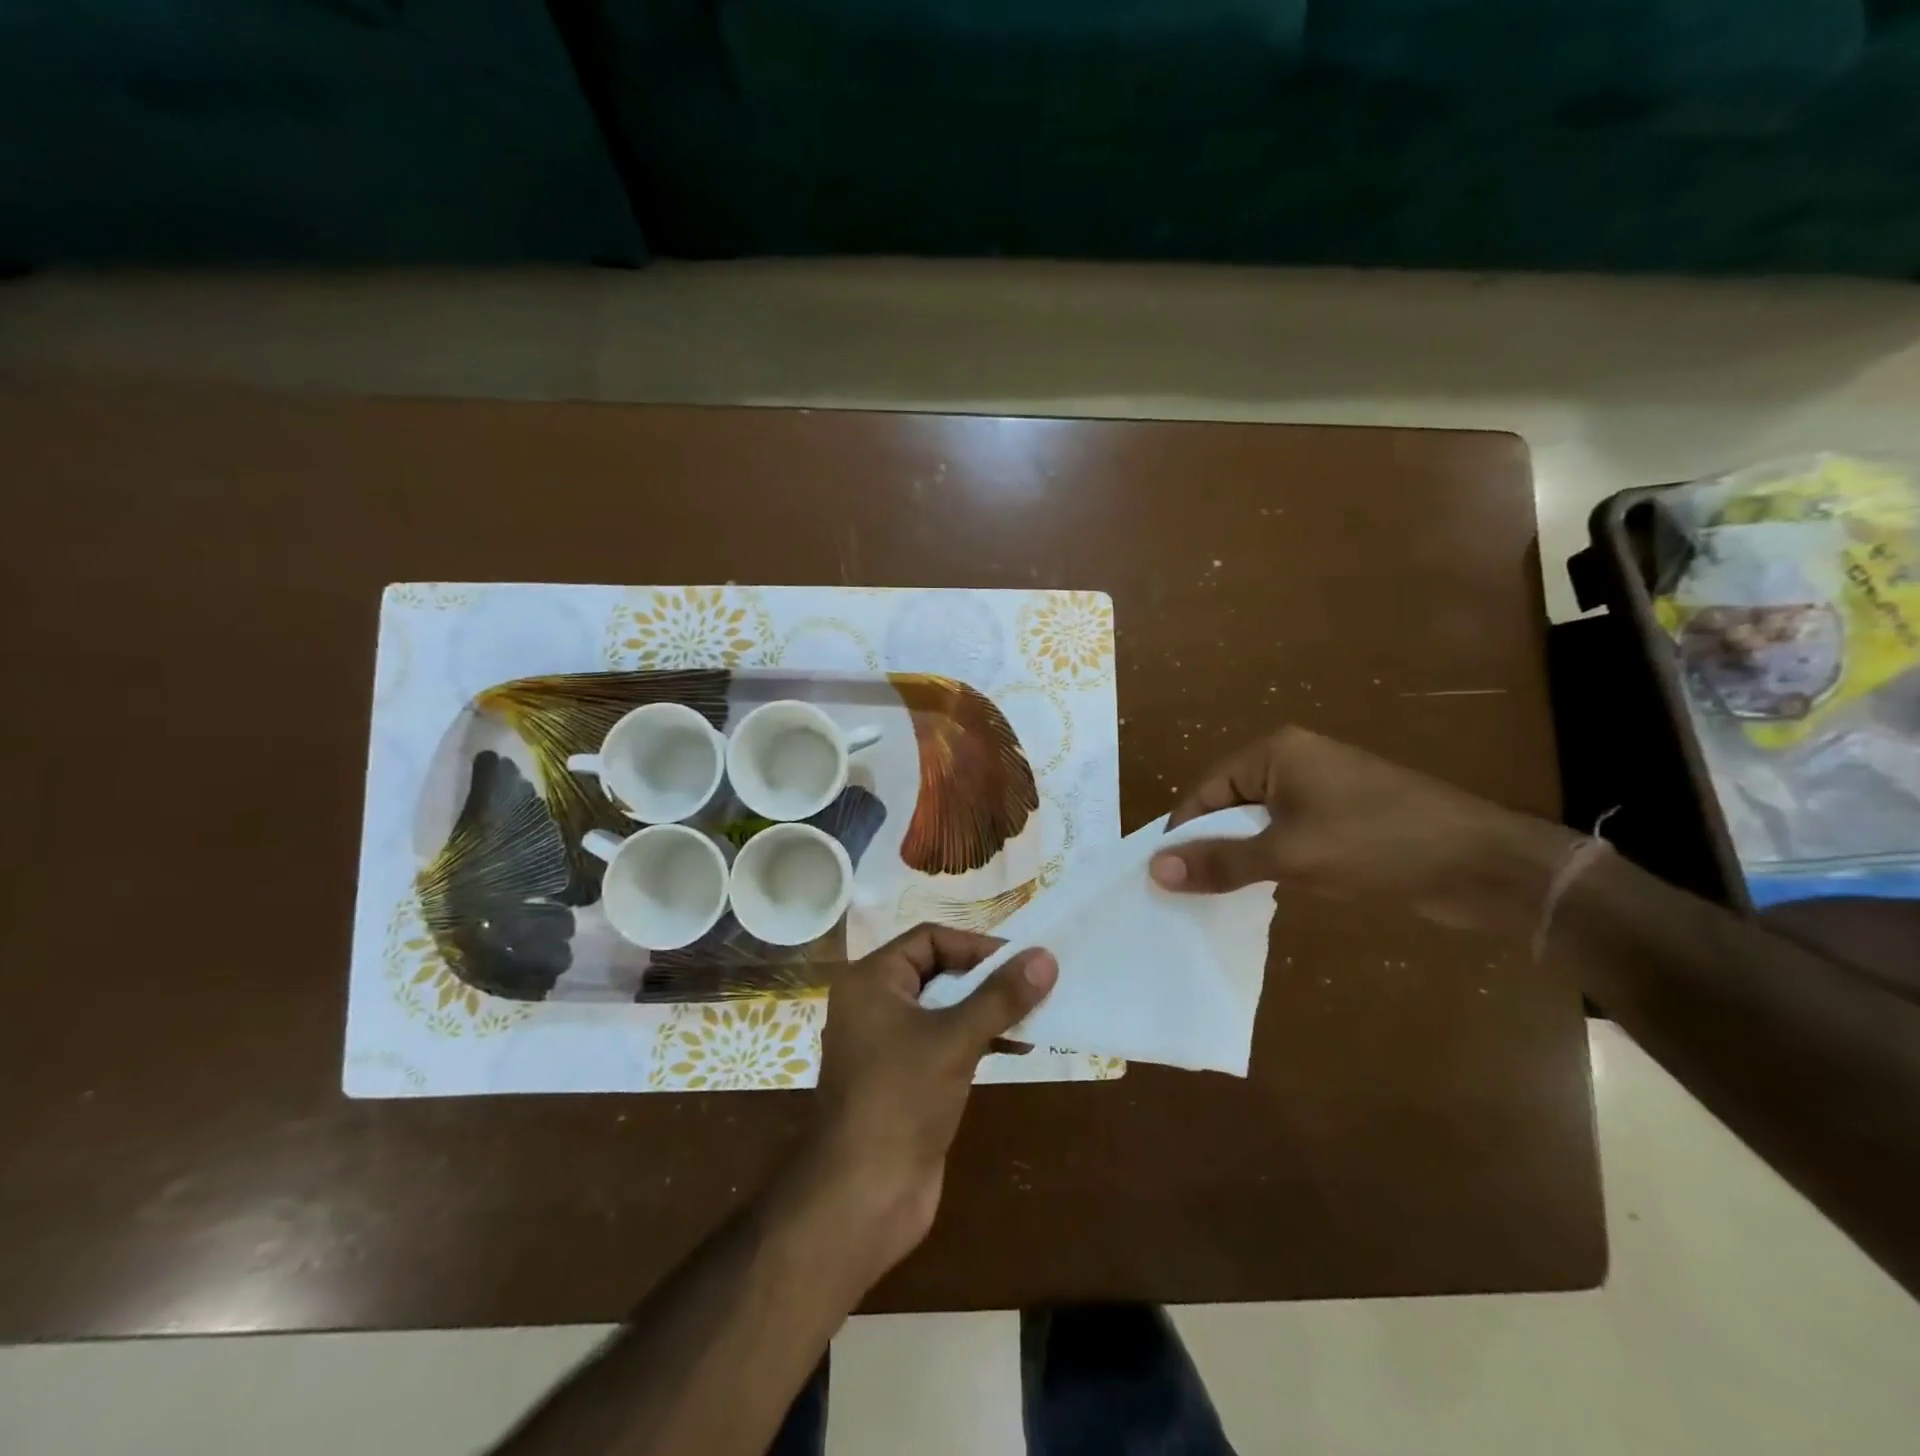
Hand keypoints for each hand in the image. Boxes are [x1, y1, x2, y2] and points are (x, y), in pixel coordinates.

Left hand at [803, 924, 1056, 1275]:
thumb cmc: (901, 1100)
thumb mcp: (955, 1040)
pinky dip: (977, 1039)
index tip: (1021, 962)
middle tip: (1034, 987)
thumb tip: (1045, 957)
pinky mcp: (903, 1079)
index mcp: (871, 981)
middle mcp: (874, 1004)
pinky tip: (1014, 1048)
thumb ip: (1000, 997)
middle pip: (938, 971)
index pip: (929, 939)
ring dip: (987, 1011)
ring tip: (1034, 1019)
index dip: (976, 946)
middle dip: (986, 979)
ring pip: (944, 1009)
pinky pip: (944, 1042)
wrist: (862, 1196)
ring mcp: (887, 1044)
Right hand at [1149, 726, 1571, 932]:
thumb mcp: (1290, 856)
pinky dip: (1271, 863)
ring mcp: (1321, 791)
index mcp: (1275, 753)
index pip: (1205, 791)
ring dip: (1240, 858)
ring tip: (1213, 899)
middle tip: (1185, 893)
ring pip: (1258, 825)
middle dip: (1209, 847)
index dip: (1182, 833)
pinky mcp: (1343, 820)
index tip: (1161, 876)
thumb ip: (1221, 863)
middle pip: (1229, 806)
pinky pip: (1288, 838)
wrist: (1485, 866)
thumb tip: (1155, 870)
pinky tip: (1261, 893)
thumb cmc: (1378, 844)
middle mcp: (1293, 763)